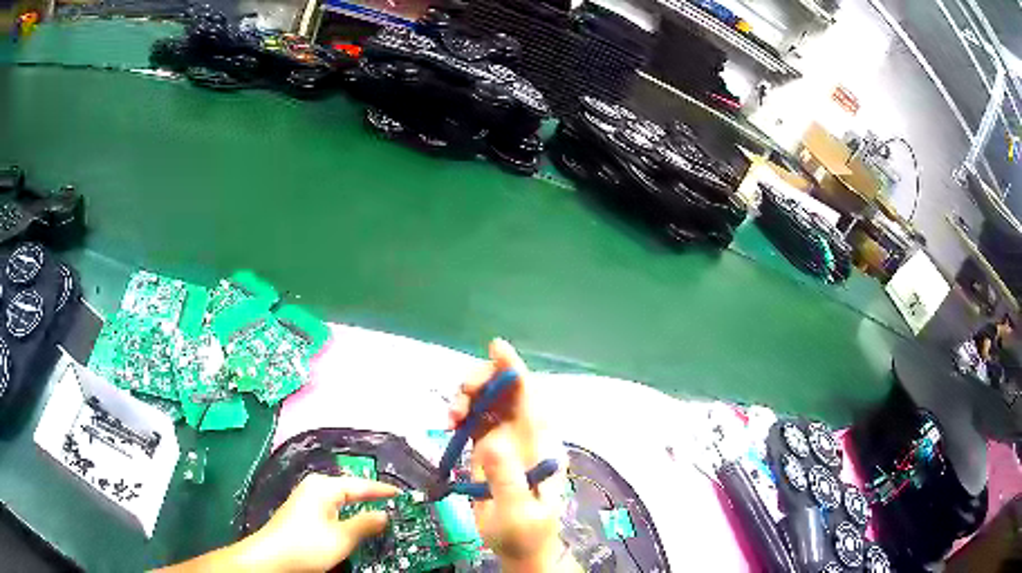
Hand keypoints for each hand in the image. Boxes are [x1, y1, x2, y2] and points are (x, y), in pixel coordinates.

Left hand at [155, 474, 396, 572]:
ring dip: (359, 507)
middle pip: (350, 490)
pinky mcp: (302, 512)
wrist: (272, 558)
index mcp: (324, 487)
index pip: (361, 485)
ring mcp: (306, 499)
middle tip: (395, 505)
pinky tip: (354, 523)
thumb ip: (365, 524)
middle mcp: (314, 487)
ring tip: (380, 514)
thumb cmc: (308, 545)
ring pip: (340, 500)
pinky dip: (347, 514)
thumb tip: (384, 514)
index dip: (383, 491)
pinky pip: (332, 508)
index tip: (403, 494)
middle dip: (371, 498)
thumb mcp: (342, 538)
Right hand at [449, 339, 575, 572]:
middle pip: (506, 393)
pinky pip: (474, 420)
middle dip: (482, 383)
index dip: (515, 370)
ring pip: (488, 403)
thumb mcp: (518, 511)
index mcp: (541, 444)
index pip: (531, 399)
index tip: (497, 347)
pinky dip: (461, 414)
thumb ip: (507, 479)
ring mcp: (505, 441)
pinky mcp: (487, 450)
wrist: (518, 548)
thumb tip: (492, 442)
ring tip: (451, 416)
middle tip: (461, 398)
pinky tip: (450, 423)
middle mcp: (525, 436)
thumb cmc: (525, 532)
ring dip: (468, 398)